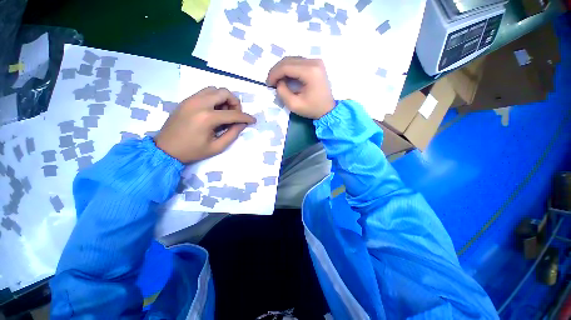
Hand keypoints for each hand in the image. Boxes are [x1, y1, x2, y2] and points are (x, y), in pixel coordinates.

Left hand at [154, 87, 255, 162]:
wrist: (165, 149)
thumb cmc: (192, 151)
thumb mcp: (217, 147)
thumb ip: (232, 134)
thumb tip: (242, 124)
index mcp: (207, 117)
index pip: (233, 113)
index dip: (246, 117)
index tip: (253, 120)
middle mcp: (199, 103)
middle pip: (224, 92)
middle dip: (235, 103)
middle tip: (235, 114)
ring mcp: (191, 99)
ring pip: (214, 89)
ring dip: (224, 98)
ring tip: (224, 112)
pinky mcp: (186, 100)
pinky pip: (204, 92)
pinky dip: (214, 98)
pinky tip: (214, 111)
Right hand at [266, 57, 334, 118]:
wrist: (328, 109)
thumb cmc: (312, 109)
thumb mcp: (294, 105)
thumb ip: (283, 92)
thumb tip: (279, 82)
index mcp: (310, 72)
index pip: (286, 66)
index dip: (274, 74)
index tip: (268, 84)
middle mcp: (314, 62)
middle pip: (288, 60)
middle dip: (276, 70)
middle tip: (271, 82)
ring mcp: (316, 61)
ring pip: (292, 59)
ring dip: (282, 69)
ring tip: (277, 80)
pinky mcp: (316, 64)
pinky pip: (298, 62)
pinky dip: (289, 69)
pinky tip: (285, 77)